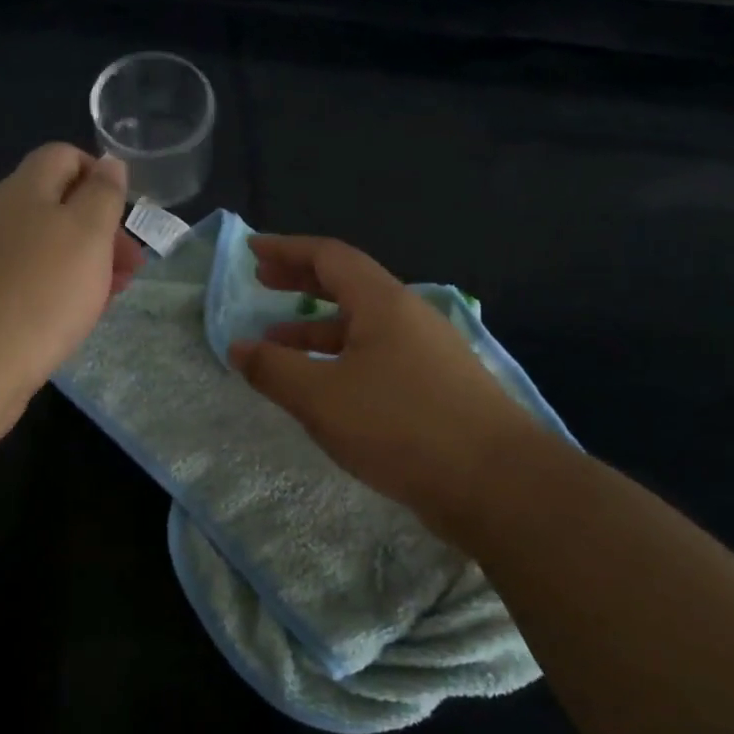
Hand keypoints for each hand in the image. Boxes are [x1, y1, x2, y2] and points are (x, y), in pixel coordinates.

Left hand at [0, 144, 143, 438]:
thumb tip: (110, 162)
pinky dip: (52, 291)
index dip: (100, 177)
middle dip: (98, 231)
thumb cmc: (39, 295)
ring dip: (80, 265)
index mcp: (23, 189)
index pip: (63, 156)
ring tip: (106, 300)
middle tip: (129, 269)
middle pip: (54, 205)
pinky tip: (67, 321)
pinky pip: (23, 281)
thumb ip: (102, 195)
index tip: (124, 217)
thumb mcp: (87, 235)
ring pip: (41, 247)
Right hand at [228, 235, 545, 524]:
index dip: (287, 250)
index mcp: (383, 303)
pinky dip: (341, 360)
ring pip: (362, 327)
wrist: (497, 483)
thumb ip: (274, 369)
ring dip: (317, 328)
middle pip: (348, 285)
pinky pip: (377, 358)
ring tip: (277, 345)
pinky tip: (326, 389)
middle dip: (301, 281)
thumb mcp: (322, 397)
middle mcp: (408, 317)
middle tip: (263, 283)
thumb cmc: (401, 426)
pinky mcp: (437, 388)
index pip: (329, 257)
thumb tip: (237, 347)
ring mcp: (427, 353)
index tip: (253, 251)